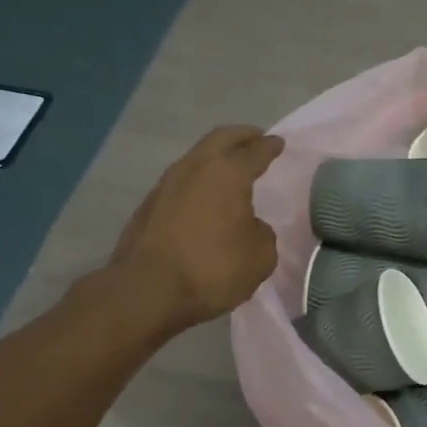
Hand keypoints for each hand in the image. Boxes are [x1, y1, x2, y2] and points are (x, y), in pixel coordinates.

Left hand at [109, 125, 283, 336]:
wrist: (147, 290)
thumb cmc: (213, 268)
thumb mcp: (260, 257)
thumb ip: (262, 233)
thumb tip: (250, 226)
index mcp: (228, 173)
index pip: (255, 151)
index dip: (270, 146)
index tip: (278, 142)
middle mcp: (195, 168)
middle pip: (221, 139)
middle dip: (241, 136)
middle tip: (256, 138)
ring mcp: (166, 184)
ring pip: (196, 158)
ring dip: (215, 158)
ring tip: (230, 169)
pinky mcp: (148, 205)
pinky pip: (181, 182)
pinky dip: (198, 182)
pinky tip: (205, 198)